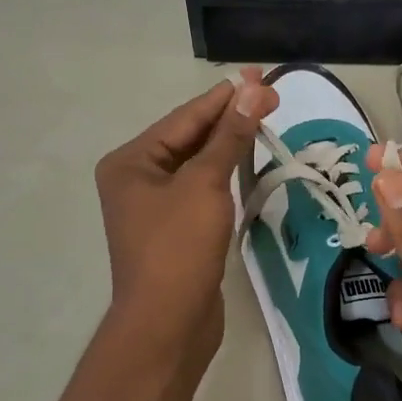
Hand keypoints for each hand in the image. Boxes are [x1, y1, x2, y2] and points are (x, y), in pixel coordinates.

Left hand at [93, 70, 276, 371]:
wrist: (167, 324)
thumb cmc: (178, 248)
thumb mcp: (205, 184)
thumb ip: (229, 136)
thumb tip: (253, 91)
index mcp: (130, 162)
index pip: (185, 118)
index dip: (225, 96)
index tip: (260, 76)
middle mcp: (136, 178)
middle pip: (189, 137)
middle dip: (229, 117)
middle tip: (271, 95)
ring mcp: (155, 206)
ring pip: (197, 163)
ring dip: (229, 143)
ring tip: (264, 119)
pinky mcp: (175, 229)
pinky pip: (201, 188)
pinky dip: (225, 173)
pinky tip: (247, 159)